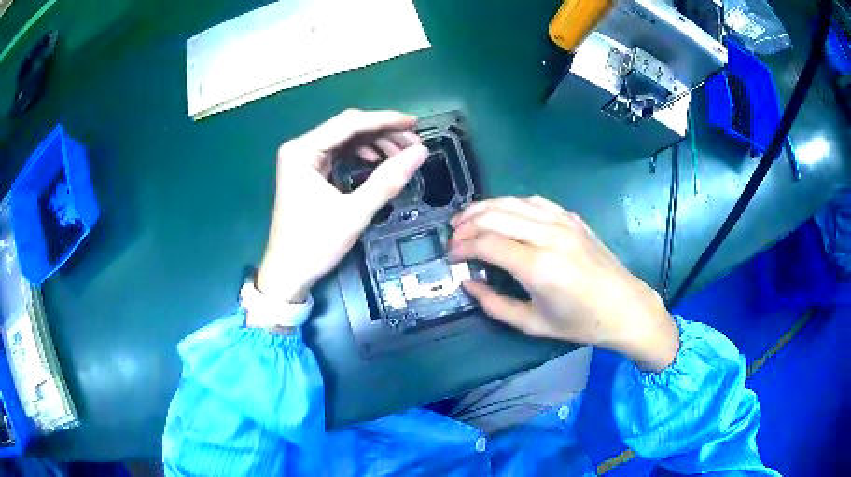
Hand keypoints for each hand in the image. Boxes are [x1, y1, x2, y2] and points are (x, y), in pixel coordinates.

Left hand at [256, 109, 427, 302]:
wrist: (287, 274)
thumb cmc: (315, 244)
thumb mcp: (355, 213)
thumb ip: (388, 180)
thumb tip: (422, 152)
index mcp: (303, 151)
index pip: (349, 123)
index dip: (385, 120)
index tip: (416, 123)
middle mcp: (300, 148)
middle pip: (347, 128)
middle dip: (382, 133)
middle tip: (413, 144)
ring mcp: (302, 159)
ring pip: (345, 140)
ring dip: (374, 143)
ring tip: (401, 154)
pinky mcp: (307, 171)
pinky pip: (338, 153)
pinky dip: (360, 155)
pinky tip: (378, 161)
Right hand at [449, 196, 678, 371]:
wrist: (625, 306)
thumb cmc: (581, 323)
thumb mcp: (533, 324)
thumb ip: (494, 304)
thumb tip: (468, 283)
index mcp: (539, 267)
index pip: (487, 243)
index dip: (462, 247)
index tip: (450, 256)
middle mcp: (549, 236)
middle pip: (495, 216)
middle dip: (466, 224)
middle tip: (453, 238)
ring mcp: (563, 222)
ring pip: (512, 202)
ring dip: (484, 208)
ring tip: (466, 220)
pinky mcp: (572, 218)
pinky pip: (534, 201)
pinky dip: (511, 203)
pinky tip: (501, 213)